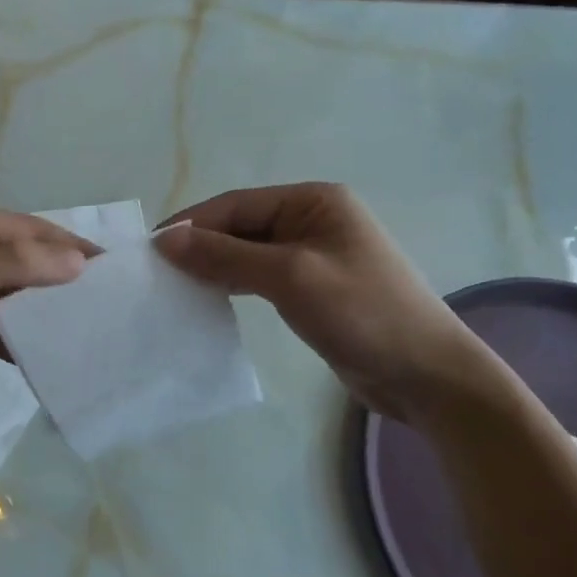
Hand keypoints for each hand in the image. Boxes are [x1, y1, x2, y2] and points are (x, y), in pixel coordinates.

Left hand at [0, 205, 91, 403]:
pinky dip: (21, 342)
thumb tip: (76, 262)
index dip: (70, 247)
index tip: (113, 271)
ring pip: (15, 298)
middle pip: (26, 263)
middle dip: (63, 282)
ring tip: (89, 334)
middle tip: (109, 307)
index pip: (29, 230)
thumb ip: (10, 265)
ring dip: (44, 314)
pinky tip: (50, 360)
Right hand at [156, 183, 493, 419]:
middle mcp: (312, 219)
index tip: (149, 251)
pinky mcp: (312, 287)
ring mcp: (313, 254)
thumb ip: (225, 255)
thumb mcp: (289, 277)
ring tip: (175, 287)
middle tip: (157, 273)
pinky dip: (233, 284)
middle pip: (240, 226)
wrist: (426, 375)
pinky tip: (208, 299)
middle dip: (200, 247)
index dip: (191, 225)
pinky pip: (260, 277)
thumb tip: (165, 240)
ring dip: (213, 267)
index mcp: (313, 200)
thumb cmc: (362, 313)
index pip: (235, 205)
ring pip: (247, 252)